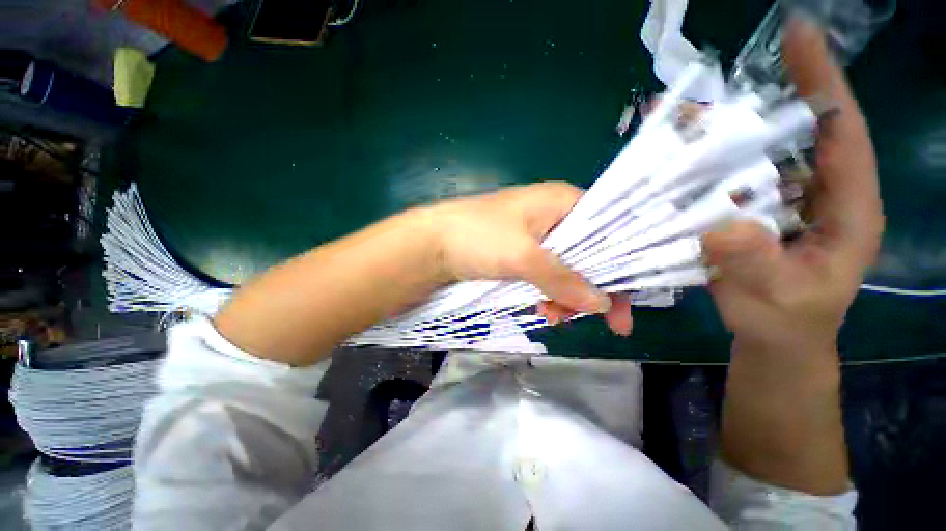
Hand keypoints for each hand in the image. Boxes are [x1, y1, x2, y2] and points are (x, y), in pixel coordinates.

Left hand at [426, 182, 633, 335]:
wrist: (432, 244)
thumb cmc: (478, 237)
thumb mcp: (523, 257)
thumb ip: (563, 279)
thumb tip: (603, 304)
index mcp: (561, 201)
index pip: (608, 231)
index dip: (620, 266)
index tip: (622, 304)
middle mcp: (554, 215)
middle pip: (589, 254)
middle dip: (589, 288)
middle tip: (595, 321)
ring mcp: (536, 235)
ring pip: (567, 268)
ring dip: (566, 296)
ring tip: (554, 317)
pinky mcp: (521, 252)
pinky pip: (547, 275)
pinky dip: (549, 294)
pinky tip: (544, 310)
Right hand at [703, 18, 884, 357]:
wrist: (773, 336)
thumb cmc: (785, 320)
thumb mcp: (776, 297)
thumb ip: (755, 262)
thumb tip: (721, 225)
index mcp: (847, 207)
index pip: (843, 131)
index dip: (823, 80)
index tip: (797, 35)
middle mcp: (817, 191)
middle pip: (793, 132)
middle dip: (755, 101)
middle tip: (707, 86)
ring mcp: (782, 200)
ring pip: (756, 154)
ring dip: (719, 133)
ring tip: (681, 118)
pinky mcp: (753, 210)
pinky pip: (730, 179)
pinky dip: (704, 165)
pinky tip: (677, 158)